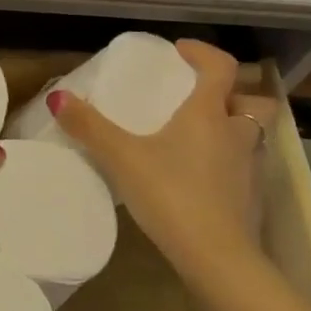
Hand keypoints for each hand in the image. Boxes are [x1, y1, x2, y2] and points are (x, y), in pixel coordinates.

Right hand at [47, 40, 274, 273]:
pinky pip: (246, 167)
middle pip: (252, 101)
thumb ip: (90, 127)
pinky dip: (230, 163)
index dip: (203, 53)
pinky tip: (203, 178)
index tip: (180, 52)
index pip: (220, 67)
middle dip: (234, 94)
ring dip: (234, 128)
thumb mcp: (122, 158)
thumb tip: (58, 97)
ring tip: (201, 138)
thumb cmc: (172, 195)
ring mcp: (251, 169)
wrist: (218, 259)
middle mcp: (237, 134)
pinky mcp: (252, 199)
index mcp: (209, 114)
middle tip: (203, 99)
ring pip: (253, 136)